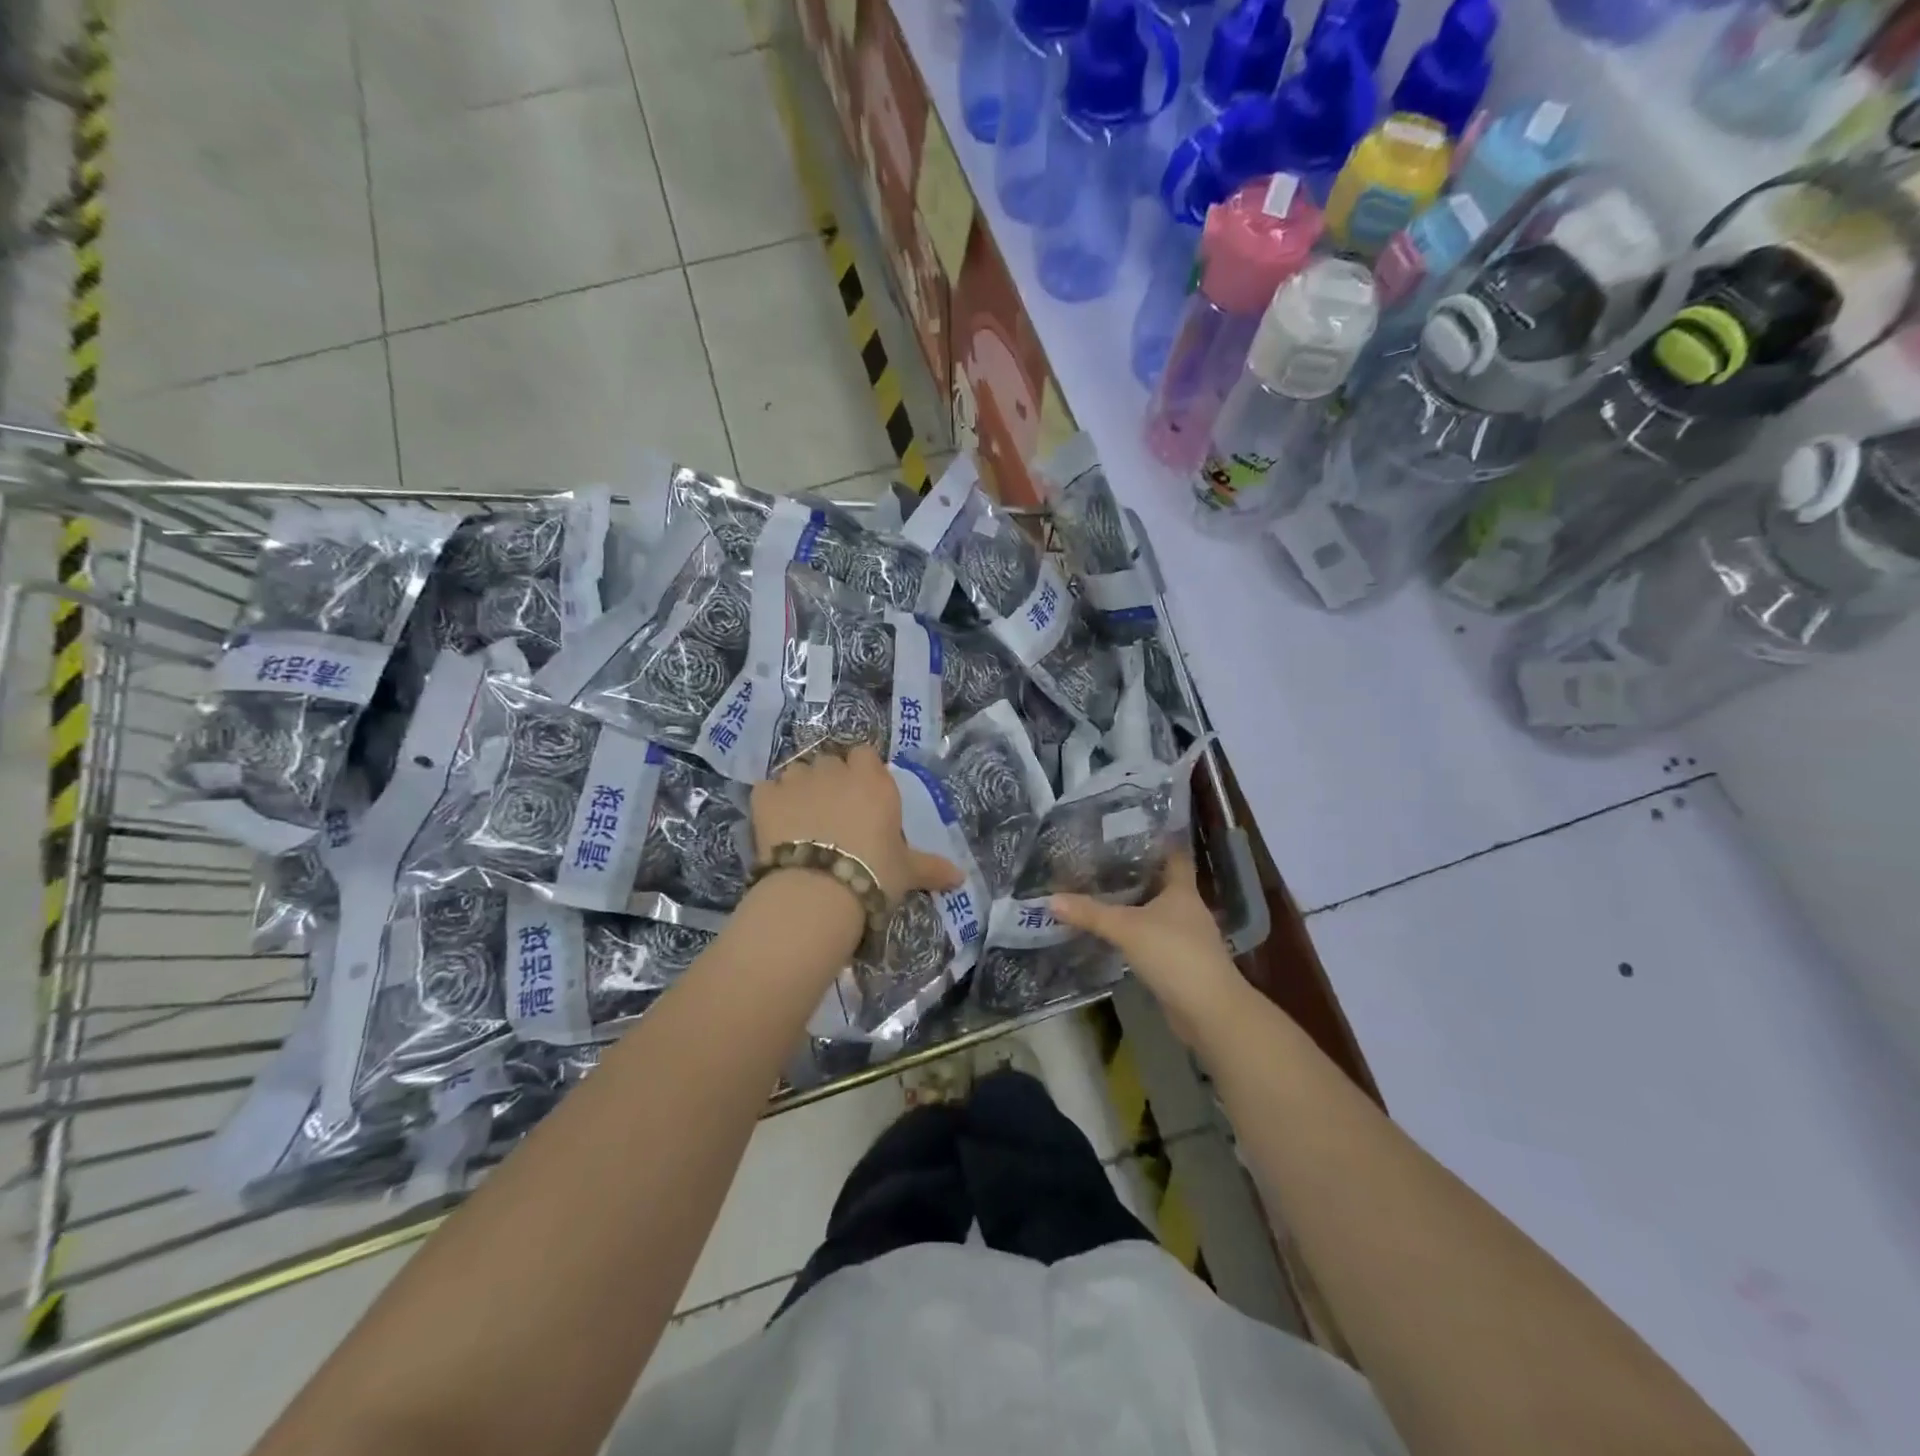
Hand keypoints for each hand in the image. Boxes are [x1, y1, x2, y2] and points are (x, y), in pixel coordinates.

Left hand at [750, 745, 962, 909]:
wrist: (818, 891)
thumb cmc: (874, 874)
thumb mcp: (907, 872)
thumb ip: (932, 868)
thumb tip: (961, 878)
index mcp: (873, 781)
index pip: (865, 755)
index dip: (862, 772)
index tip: (862, 796)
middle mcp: (835, 772)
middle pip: (830, 761)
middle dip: (830, 780)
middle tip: (833, 813)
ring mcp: (797, 781)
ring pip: (797, 771)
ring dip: (800, 788)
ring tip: (801, 819)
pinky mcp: (765, 798)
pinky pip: (767, 789)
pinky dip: (770, 802)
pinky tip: (774, 825)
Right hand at [1049, 852, 1248, 1045]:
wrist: (1209, 1010)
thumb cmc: (1174, 954)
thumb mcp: (1126, 929)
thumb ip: (1090, 913)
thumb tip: (1051, 899)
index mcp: (1182, 891)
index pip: (1175, 856)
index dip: (1159, 842)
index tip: (1134, 831)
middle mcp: (1187, 909)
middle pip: (1163, 883)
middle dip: (1137, 874)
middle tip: (1103, 862)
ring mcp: (1186, 937)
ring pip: (1157, 913)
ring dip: (1135, 906)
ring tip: (1102, 894)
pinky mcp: (1180, 963)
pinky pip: (1153, 939)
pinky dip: (1136, 934)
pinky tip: (1114, 934)